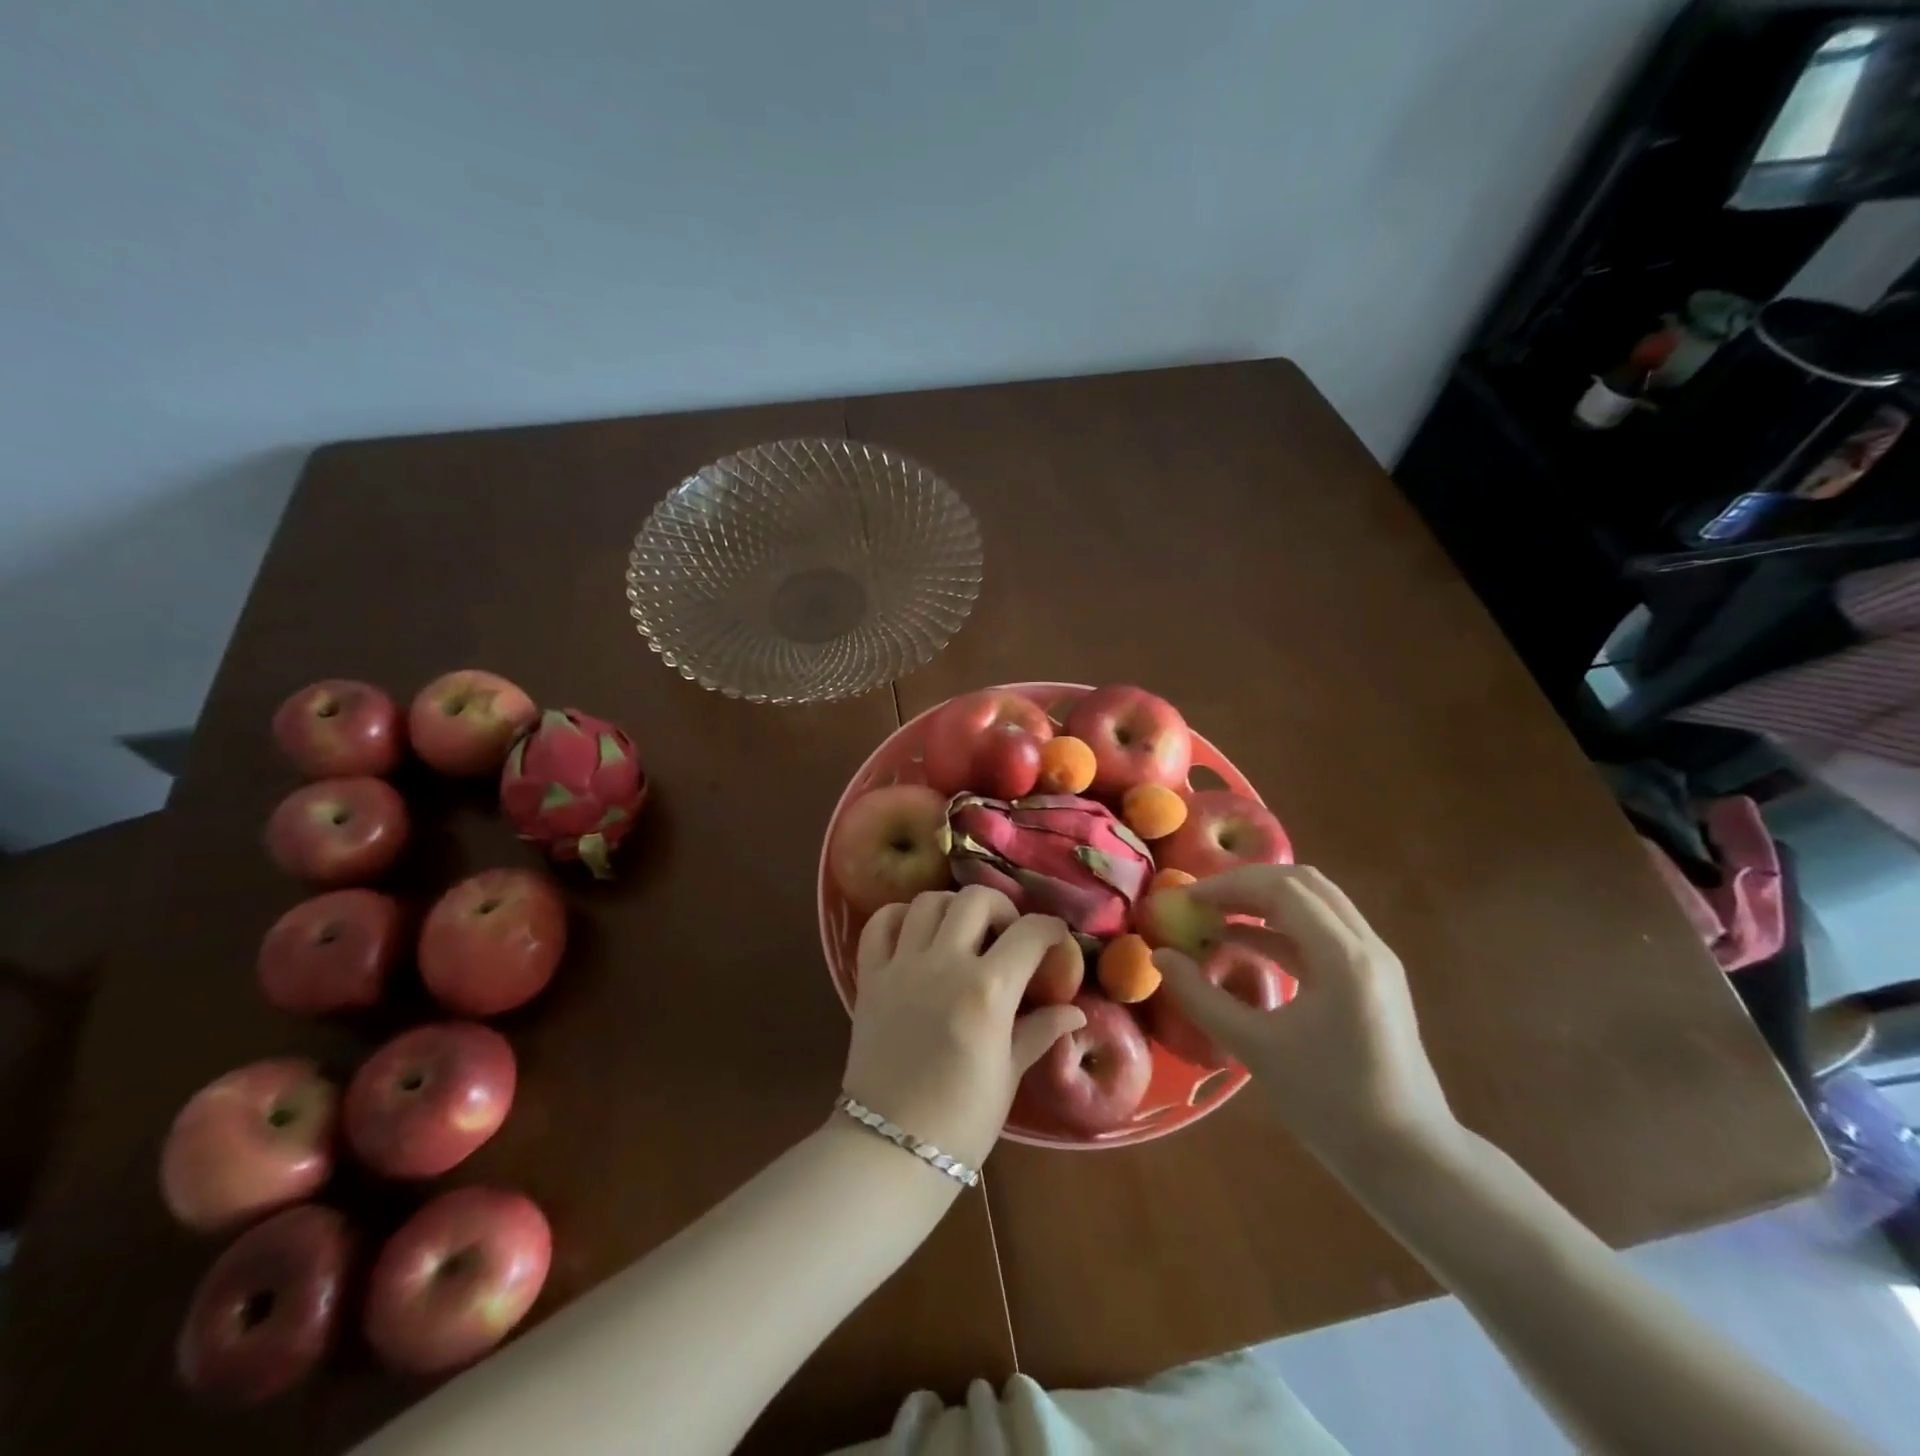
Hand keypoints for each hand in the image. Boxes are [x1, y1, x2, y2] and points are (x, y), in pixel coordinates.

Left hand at [843, 887, 1086, 1170]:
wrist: (890, 1148)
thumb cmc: (962, 1119)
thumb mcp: (1009, 1074)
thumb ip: (1039, 1031)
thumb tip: (1074, 1011)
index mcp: (988, 991)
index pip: (1029, 933)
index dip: (1050, 930)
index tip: (1056, 939)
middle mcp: (944, 964)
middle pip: (975, 899)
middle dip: (1001, 907)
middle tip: (1006, 933)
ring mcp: (902, 966)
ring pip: (928, 901)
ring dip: (953, 907)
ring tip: (963, 932)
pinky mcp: (870, 976)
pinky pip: (879, 924)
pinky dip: (899, 917)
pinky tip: (915, 934)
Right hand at [1151, 865, 1456, 1166]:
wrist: (1410, 1160)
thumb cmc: (1331, 1105)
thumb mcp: (1255, 1049)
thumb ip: (1202, 997)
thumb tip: (1160, 957)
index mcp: (1343, 957)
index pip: (1282, 889)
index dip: (1228, 886)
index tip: (1186, 899)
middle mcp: (1366, 945)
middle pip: (1302, 884)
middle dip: (1246, 885)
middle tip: (1201, 902)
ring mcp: (1375, 961)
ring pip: (1315, 903)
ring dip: (1264, 902)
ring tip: (1216, 918)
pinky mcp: (1373, 979)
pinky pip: (1323, 932)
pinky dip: (1281, 928)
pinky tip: (1244, 946)